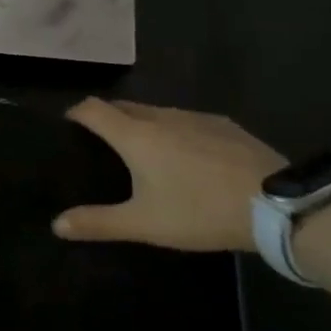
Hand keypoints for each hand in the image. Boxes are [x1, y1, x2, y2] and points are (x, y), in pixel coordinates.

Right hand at [53, 98, 285, 252]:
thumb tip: (56, 224)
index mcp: (135, 135)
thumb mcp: (145, 223)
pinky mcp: (222, 124)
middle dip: (107, 117)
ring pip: (156, 112)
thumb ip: (99, 222)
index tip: (68, 126)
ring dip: (142, 123)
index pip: (93, 109)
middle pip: (123, 106)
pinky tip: (187, 156)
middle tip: (101, 142)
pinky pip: (185, 120)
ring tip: (143, 150)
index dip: (76, 113)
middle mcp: (160, 116)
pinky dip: (174, 131)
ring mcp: (194, 117)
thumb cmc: (199, 210)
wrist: (274, 203)